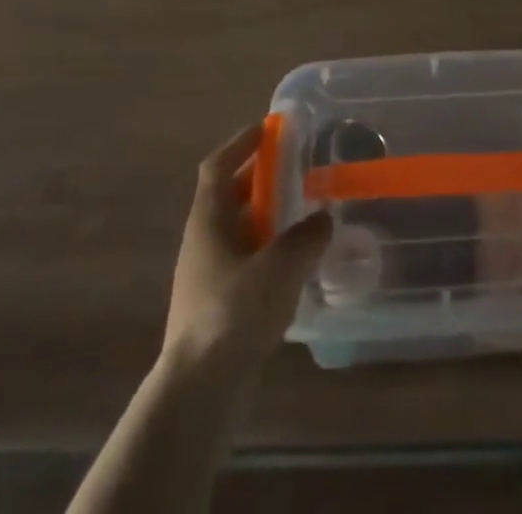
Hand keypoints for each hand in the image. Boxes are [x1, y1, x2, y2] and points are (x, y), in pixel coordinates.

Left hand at [162, 122, 330, 374]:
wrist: (197, 392)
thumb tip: (324, 218)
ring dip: (266, 216)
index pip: (218, 166)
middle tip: (297, 168)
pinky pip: (244, 261)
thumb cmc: (233, 314)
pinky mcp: (216, 306)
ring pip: (238, 230)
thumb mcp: (280, 267)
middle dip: (261, 178)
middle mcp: (203, 241)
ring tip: (303, 213)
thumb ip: (307, 237)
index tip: (267, 128)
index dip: (240, 143)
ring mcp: (207, 275)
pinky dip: (267, 250)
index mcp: (208, 220)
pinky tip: (294, 264)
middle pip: (230, 196)